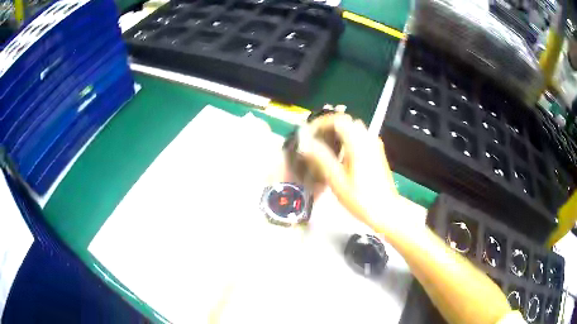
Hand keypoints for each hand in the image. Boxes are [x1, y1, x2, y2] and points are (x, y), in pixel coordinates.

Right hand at [298, 114, 400, 231]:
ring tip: (325, 147)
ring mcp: (374, 146)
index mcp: (358, 144)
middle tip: (315, 139)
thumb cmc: (360, 198)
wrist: (385, 210)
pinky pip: (360, 137)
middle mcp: (368, 140)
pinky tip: (340, 156)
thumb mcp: (337, 180)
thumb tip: (305, 143)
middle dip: (329, 126)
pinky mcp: (377, 153)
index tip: (309, 133)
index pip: (338, 120)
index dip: (321, 123)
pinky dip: (348, 139)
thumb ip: (321, 158)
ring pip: (354, 129)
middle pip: (347, 122)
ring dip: (339, 132)